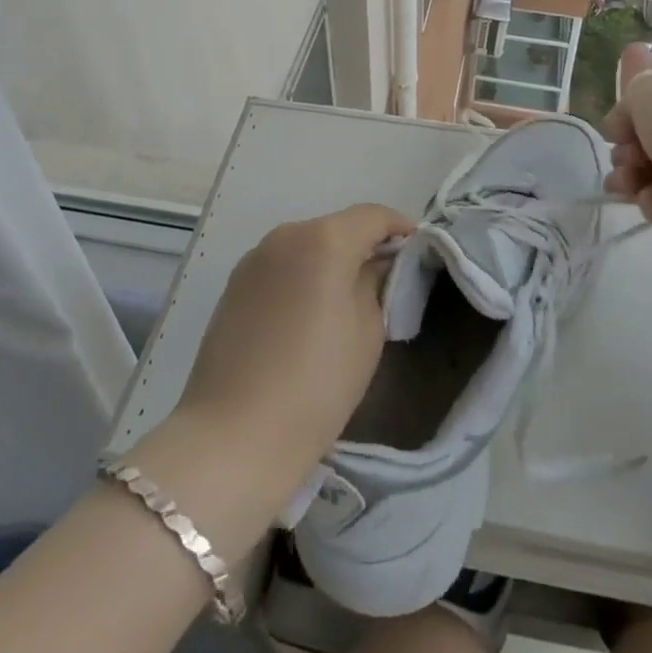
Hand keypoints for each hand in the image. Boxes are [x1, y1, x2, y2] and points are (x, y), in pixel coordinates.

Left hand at [171, 203, 411, 497]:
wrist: (234, 436)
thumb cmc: (317, 384)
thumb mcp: (368, 332)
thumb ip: (378, 284)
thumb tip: (376, 266)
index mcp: (325, 240)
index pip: (374, 216)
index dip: (400, 229)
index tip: (417, 254)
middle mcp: (287, 235)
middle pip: (337, 228)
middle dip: (364, 246)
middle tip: (385, 281)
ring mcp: (255, 258)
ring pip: (307, 245)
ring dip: (330, 261)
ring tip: (345, 300)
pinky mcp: (234, 284)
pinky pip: (281, 266)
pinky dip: (301, 277)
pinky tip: (306, 315)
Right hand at [602, 43, 651, 236]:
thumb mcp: (649, 96)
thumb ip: (634, 86)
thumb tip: (632, 84)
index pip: (645, 101)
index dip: (622, 119)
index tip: (613, 136)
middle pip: (649, 139)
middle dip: (626, 156)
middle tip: (622, 167)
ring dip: (635, 182)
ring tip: (627, 194)